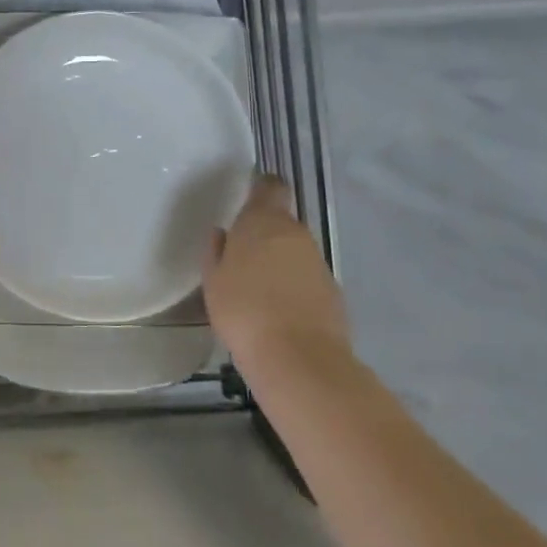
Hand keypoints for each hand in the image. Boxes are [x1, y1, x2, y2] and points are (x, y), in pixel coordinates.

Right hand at [204, 175, 350, 362]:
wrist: (298, 359)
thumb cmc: (244, 311)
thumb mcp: (214, 281)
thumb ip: (216, 252)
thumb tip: (222, 234)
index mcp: (263, 222)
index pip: (270, 187)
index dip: (261, 188)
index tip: (249, 197)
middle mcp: (295, 233)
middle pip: (281, 222)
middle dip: (265, 234)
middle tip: (244, 256)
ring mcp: (318, 262)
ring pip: (295, 251)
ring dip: (280, 261)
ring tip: (259, 288)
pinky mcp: (333, 291)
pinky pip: (307, 278)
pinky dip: (295, 286)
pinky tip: (279, 310)